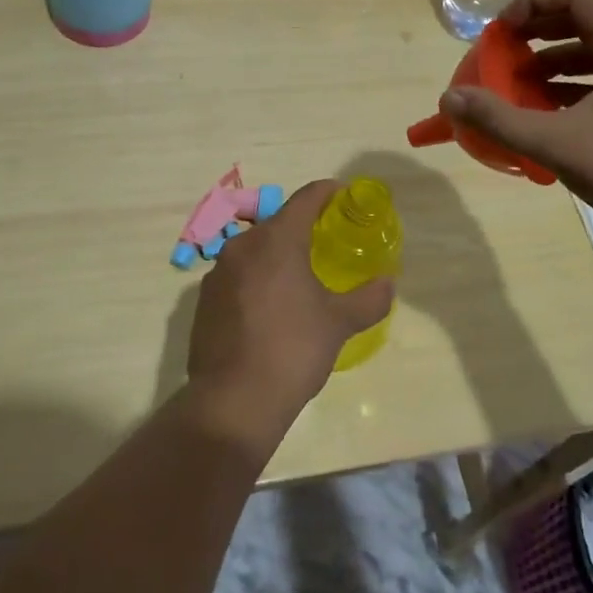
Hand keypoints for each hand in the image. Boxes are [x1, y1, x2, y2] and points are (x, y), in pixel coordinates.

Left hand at [184, 180, 394, 449]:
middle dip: (303, 227)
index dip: (328, 192)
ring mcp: (217, 272)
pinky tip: (271, 306)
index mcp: (276, 240)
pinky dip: (257, 279)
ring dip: (277, 254)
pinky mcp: (203, 300)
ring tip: (299, 276)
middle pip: (278, 223)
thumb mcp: (339, 323)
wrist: (233, 400)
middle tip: (327, 241)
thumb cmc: (293, 349)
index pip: (306, 198)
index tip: (344, 196)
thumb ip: (368, 298)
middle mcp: (242, 245)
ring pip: (254, 249)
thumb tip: (388, 283)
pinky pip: (237, 275)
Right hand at [438, 0, 592, 244]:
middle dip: (538, 35)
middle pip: (585, 23)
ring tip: (517, 86)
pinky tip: (548, 115)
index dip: (532, 4)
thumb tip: (450, 98)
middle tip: (501, 53)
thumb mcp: (558, 143)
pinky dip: (574, 88)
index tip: (500, 30)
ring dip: (553, 64)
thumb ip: (500, 119)